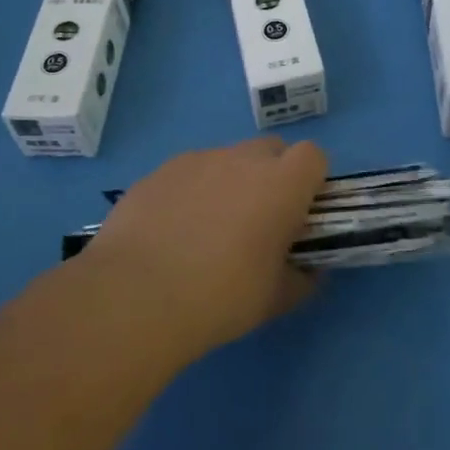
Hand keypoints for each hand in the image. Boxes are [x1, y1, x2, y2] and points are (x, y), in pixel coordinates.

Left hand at [81, 138, 326, 356]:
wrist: (137, 294)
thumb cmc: (221, 296)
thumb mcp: (275, 299)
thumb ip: (301, 279)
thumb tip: (307, 270)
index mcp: (281, 184)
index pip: (313, 156)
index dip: (310, 180)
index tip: (300, 212)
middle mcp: (242, 159)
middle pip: (270, 150)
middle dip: (272, 175)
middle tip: (257, 220)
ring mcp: (197, 160)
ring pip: (226, 160)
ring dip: (229, 183)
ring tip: (207, 231)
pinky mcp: (159, 171)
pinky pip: (188, 173)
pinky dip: (190, 192)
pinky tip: (172, 232)